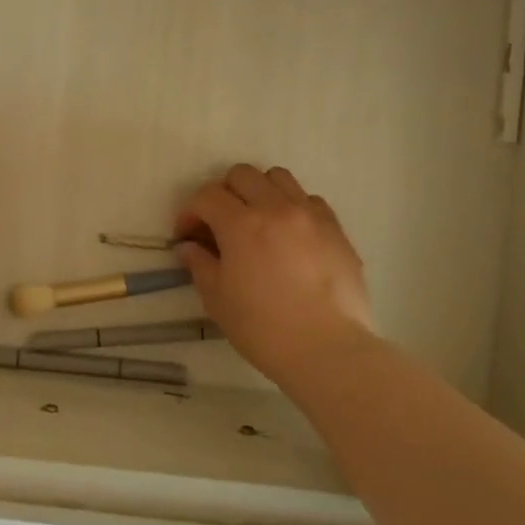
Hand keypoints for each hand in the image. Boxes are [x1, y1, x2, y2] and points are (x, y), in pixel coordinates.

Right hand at [174, 164, 373, 387]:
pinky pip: (310, 200)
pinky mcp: (336, 230)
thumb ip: (200, 264)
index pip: (206, 196)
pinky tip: (290, 236)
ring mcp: (310, 216)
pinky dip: (292, 207)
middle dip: (223, 193)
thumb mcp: (217, 299)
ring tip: (257, 221)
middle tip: (219, 224)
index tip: (188, 235)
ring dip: (260, 192)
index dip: (190, 212)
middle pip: (242, 175)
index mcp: (241, 224)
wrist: (327, 349)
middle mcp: (276, 208)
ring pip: (279, 178)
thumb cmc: (263, 328)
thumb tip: (188, 246)